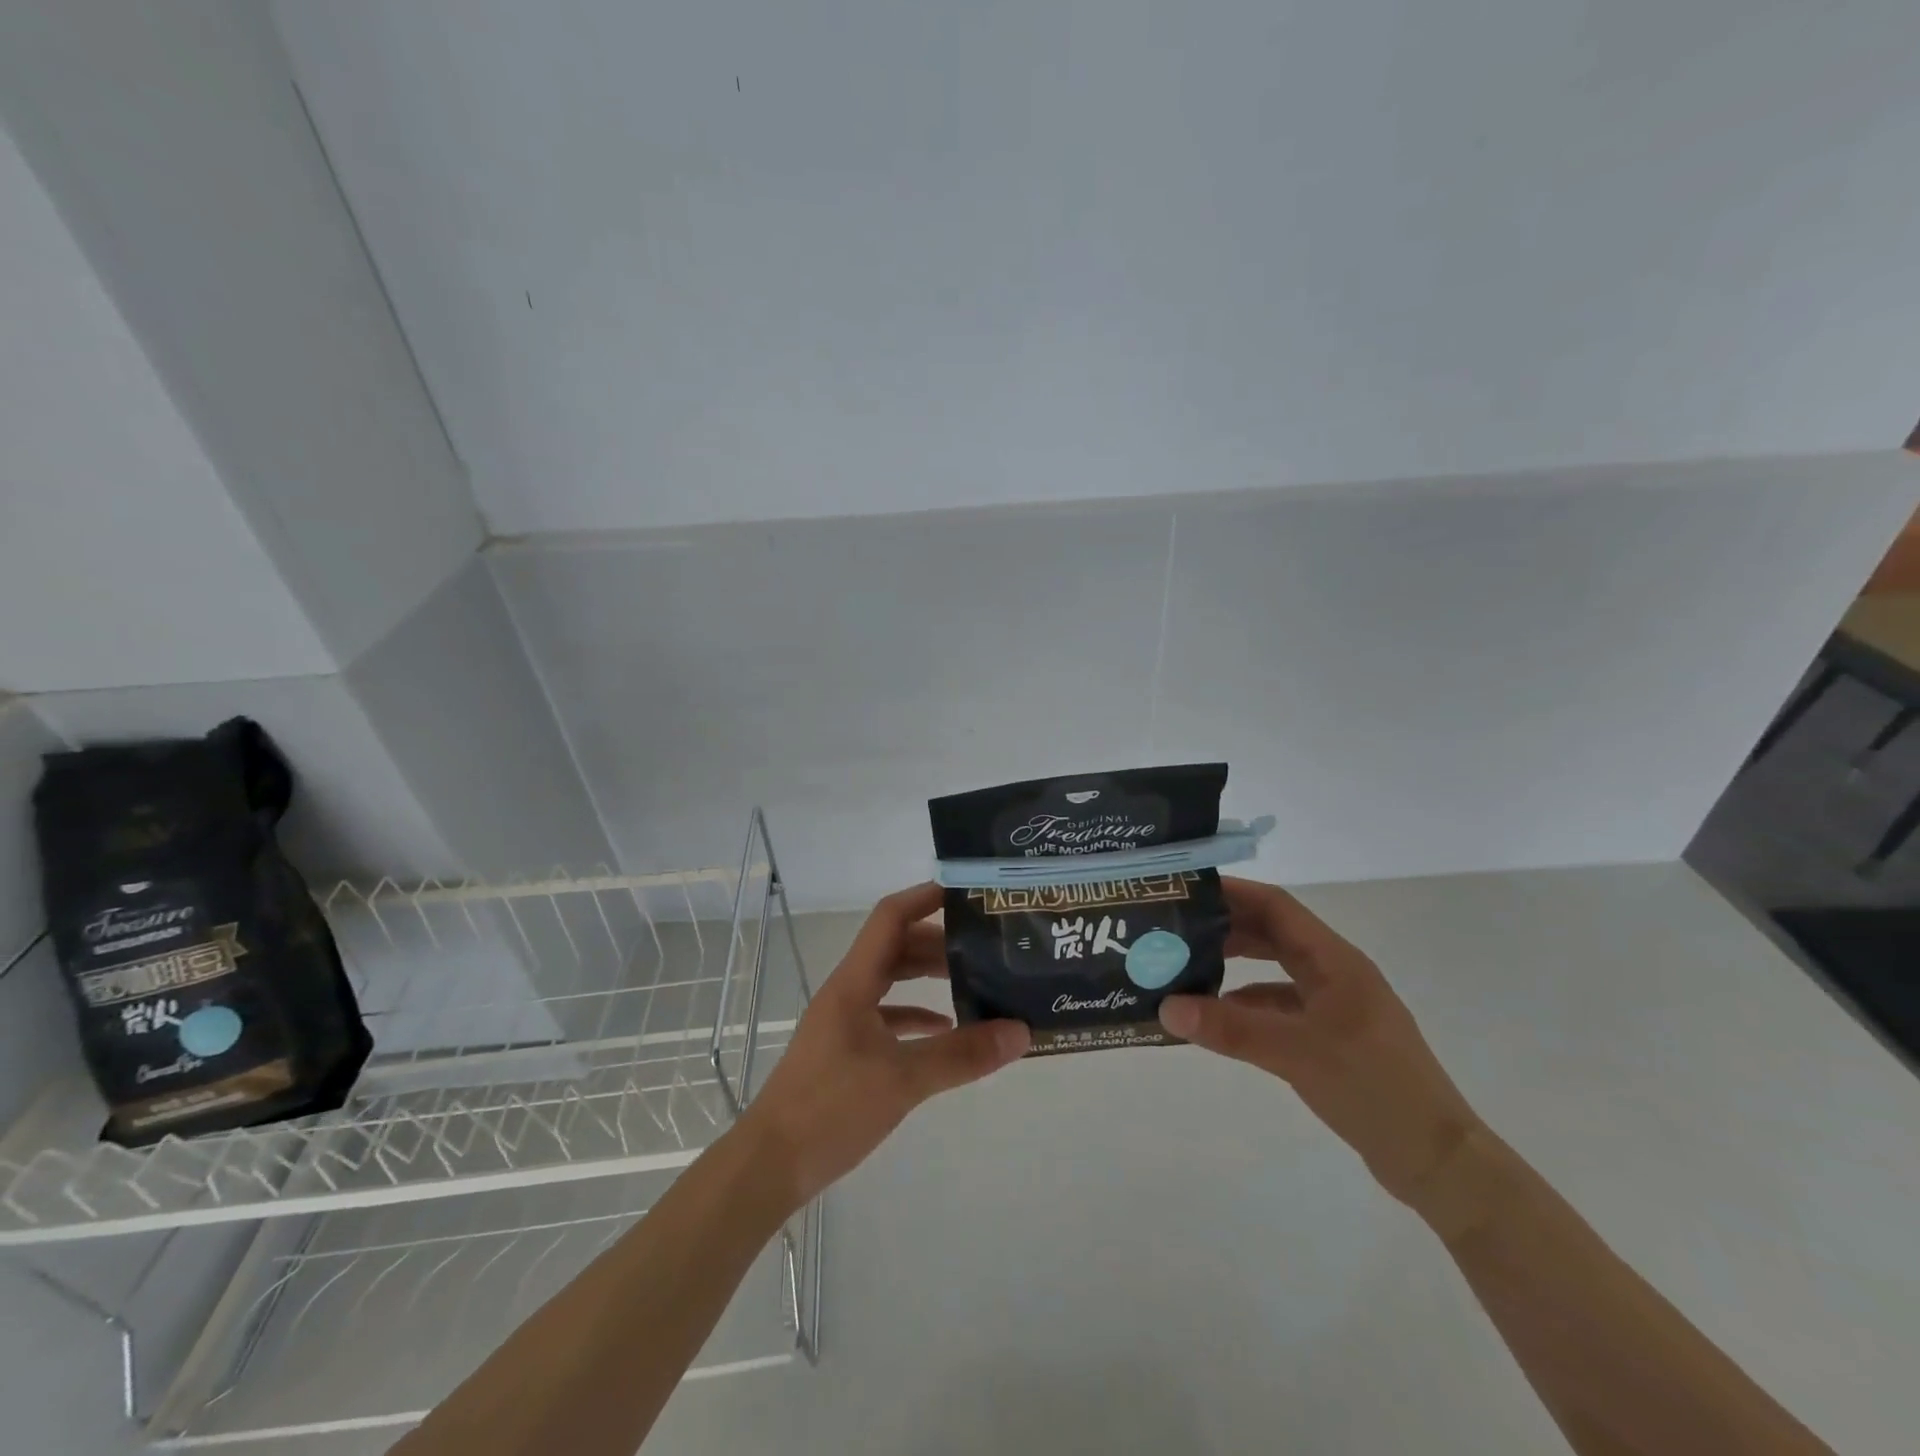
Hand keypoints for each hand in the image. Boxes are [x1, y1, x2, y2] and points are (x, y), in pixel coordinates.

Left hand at [738, 882, 1029, 1210]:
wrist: (771, 1164)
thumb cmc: (831, 1109)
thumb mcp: (903, 1080)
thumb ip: (961, 1055)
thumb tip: (1020, 1032)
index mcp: (854, 982)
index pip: (891, 917)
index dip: (925, 897)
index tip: (966, 892)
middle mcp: (848, 991)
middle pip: (896, 947)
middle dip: (938, 941)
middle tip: (984, 945)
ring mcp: (844, 1021)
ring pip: (891, 981)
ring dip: (927, 977)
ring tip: (974, 981)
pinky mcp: (845, 1050)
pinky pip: (887, 1016)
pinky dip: (916, 1015)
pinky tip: (945, 1029)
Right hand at [1159, 877, 1483, 1212]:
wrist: (1437, 1162)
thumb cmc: (1374, 1089)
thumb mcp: (1296, 1053)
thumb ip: (1230, 1029)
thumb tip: (1166, 1008)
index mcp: (1335, 961)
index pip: (1276, 907)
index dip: (1232, 893)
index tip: (1187, 890)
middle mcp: (1334, 973)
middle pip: (1273, 933)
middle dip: (1225, 926)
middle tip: (1176, 928)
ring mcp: (1335, 1006)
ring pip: (1275, 969)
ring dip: (1234, 965)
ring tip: (1186, 967)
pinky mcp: (1331, 1037)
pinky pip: (1279, 1005)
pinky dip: (1246, 1004)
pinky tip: (1217, 1017)